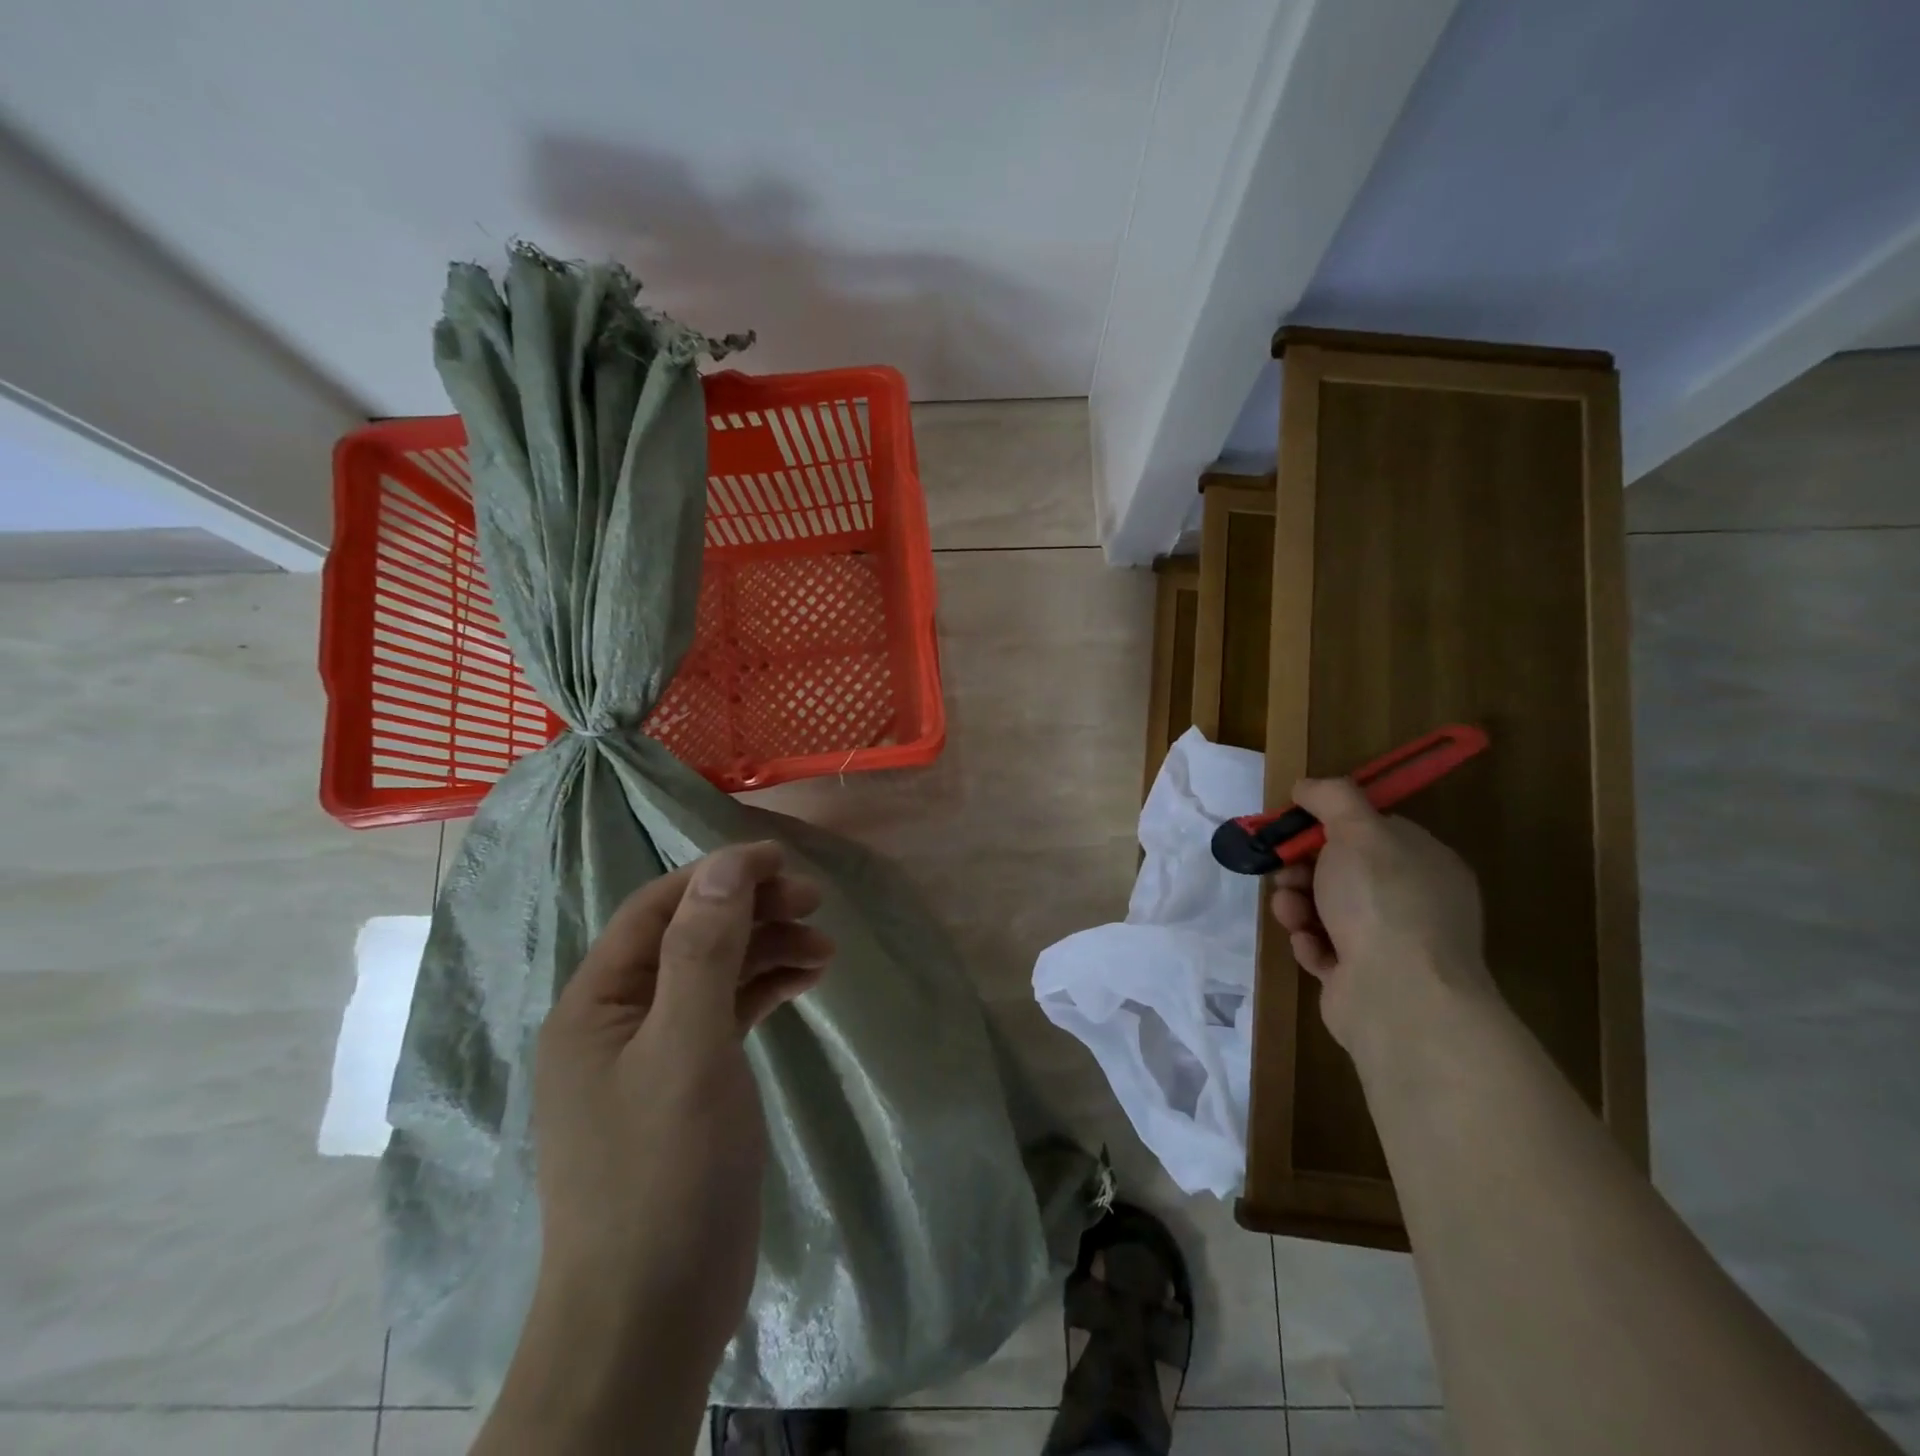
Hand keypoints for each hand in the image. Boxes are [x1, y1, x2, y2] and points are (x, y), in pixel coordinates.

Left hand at [529, 841, 832, 1380]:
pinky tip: (804, 982)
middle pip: (690, 937)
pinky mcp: (689, 1085)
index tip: (782, 862)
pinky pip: (727, 1014)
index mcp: (597, 1002)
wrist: (652, 1314)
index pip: (659, 909)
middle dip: (751, 912)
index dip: (718, 875)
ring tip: (825, 949)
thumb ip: (703, 950)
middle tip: (814, 904)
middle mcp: (620, 1019)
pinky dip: (765, 991)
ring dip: (766, 951)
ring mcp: (655, 1054)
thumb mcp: (686, 1048)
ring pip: (714, 974)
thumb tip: (725, 865)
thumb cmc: (663, 1170)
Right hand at [1267, 778, 1492, 1054]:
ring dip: (1298, 905)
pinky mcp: (1363, 978)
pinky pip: (1325, 948)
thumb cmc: (1382, 902)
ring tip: (1290, 913)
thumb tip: (1306, 787)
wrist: (1398, 997)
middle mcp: (1414, 901)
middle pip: (1343, 871)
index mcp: (1425, 862)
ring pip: (1326, 909)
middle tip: (1284, 873)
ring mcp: (1391, 943)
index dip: (1328, 826)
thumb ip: (1332, 798)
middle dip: (1303, 869)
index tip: (1294, 828)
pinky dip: (1310, 943)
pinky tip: (1308, 945)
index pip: (1373, 831)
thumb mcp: (1357, 831)